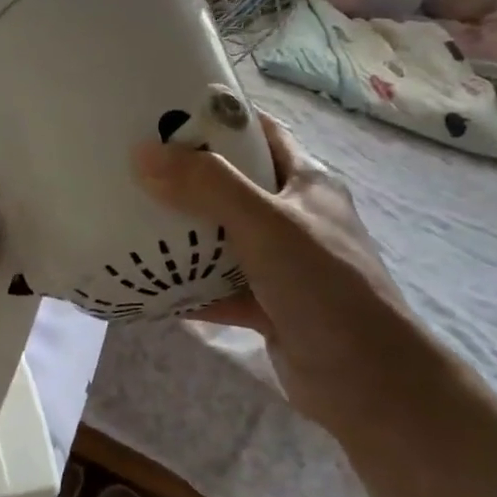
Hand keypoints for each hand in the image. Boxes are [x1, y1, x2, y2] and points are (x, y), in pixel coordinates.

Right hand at [134, 112, 417, 430]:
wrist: (370, 384)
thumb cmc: (326, 287)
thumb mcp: (266, 224)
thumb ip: (207, 186)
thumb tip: (142, 153)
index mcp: (305, 182)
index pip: (259, 132)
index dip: (217, 117)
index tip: (163, 111)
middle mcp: (293, 217)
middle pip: (232, 183)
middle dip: (185, 175)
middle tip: (133, 167)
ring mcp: (280, 263)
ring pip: (221, 237)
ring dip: (181, 232)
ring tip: (127, 218)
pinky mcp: (266, 304)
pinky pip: (215, 285)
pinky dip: (185, 285)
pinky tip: (145, 283)